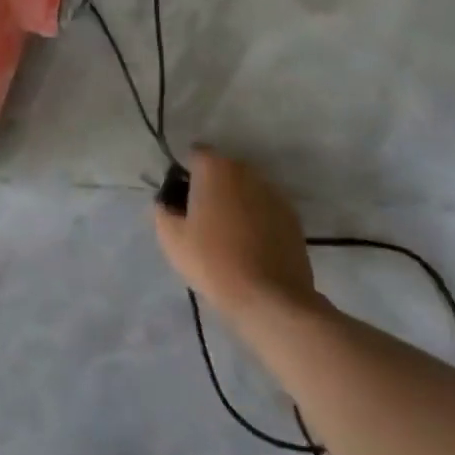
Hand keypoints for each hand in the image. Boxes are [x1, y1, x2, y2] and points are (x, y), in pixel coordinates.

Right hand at [154, 148, 317, 318]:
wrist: (271, 299)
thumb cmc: (214, 262)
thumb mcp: (172, 239)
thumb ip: (162, 210)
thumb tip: (167, 202)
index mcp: (214, 167)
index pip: (194, 155)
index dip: (186, 175)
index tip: (182, 203)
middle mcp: (245, 170)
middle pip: (222, 170)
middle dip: (212, 188)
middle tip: (203, 221)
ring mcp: (272, 192)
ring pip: (245, 190)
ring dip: (236, 203)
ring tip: (230, 238)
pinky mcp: (292, 216)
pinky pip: (265, 209)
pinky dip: (257, 220)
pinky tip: (252, 249)